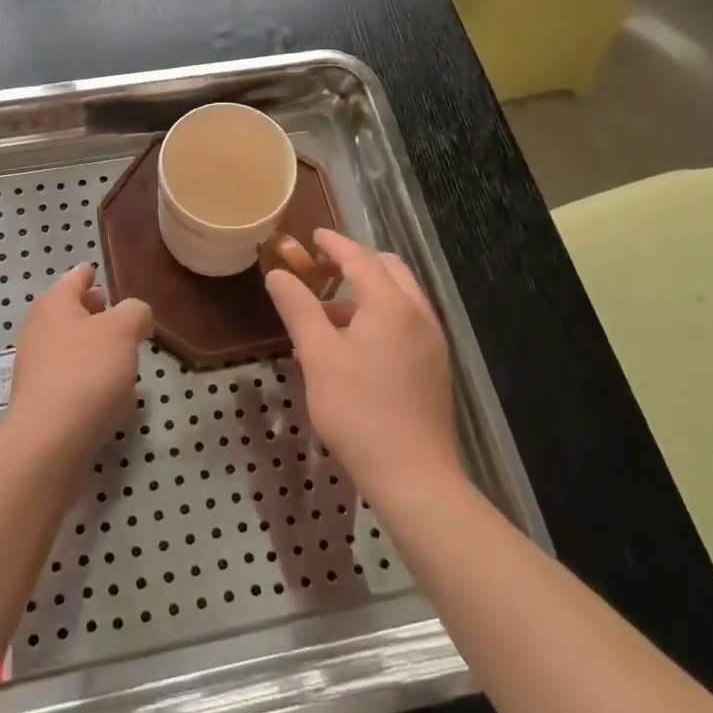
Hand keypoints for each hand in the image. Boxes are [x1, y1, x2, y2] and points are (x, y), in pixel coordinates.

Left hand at [2, 264, 151, 473]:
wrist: (49, 444)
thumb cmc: (86, 372)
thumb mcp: (123, 330)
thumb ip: (135, 312)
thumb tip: (136, 316)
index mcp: (55, 304)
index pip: (76, 278)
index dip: (90, 274)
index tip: (101, 274)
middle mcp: (40, 331)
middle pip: (71, 312)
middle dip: (95, 311)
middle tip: (120, 314)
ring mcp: (37, 368)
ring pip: (72, 346)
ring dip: (95, 347)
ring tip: (125, 354)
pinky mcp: (43, 402)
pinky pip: (72, 378)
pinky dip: (91, 377)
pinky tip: (114, 393)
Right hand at [265, 230, 460, 504]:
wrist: (414, 476)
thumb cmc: (358, 410)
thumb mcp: (318, 356)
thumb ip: (298, 308)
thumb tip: (278, 274)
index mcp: (390, 303)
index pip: (359, 257)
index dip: (334, 244)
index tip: (313, 236)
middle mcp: (418, 313)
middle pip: (387, 270)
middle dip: (354, 263)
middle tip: (321, 272)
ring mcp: (431, 340)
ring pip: (399, 297)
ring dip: (365, 292)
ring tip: (327, 317)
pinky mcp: (434, 366)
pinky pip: (406, 321)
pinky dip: (380, 315)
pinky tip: (353, 347)